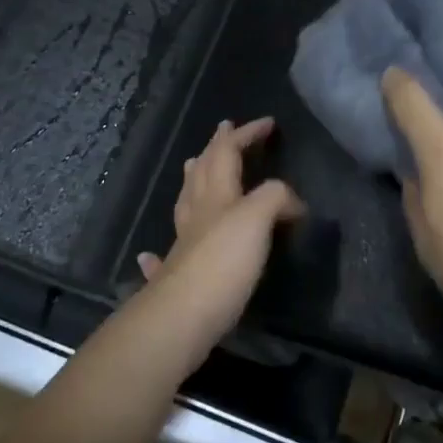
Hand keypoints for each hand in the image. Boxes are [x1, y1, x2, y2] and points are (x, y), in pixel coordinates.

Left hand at [134, 118, 304, 361]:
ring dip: (192, 180)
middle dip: (216, 148)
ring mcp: (183, 245)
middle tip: (224, 130)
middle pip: (202, 171)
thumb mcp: (257, 219)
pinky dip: (160, 249)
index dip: (247, 133)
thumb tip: (292, 203)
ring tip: (194, 166)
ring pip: (186, 202)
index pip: (228, 151)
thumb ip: (275, 198)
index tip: (269, 123)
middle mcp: (197, 213)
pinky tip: (149, 255)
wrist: (180, 318)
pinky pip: (167, 254)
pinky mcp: (176, 277)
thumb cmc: (222, 262)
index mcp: (216, 194)